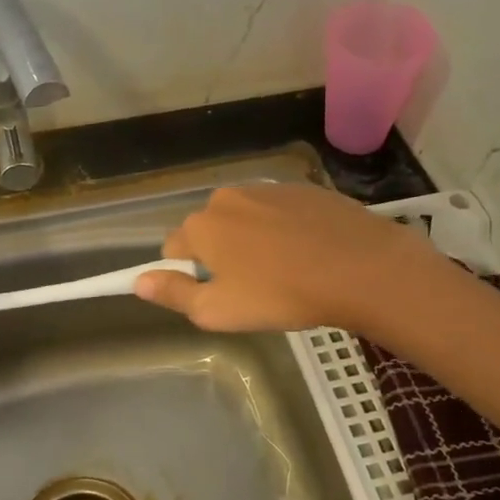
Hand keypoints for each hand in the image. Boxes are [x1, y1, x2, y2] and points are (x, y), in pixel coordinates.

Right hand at [134, 184, 436, 333]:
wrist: (361, 267)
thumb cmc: (282, 294)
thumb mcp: (218, 310)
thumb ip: (173, 294)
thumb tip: (139, 281)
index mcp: (202, 225)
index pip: (174, 248)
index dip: (189, 274)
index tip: (217, 294)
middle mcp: (227, 197)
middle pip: (210, 229)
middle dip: (221, 255)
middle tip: (253, 287)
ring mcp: (268, 189)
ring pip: (245, 219)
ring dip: (252, 241)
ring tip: (285, 271)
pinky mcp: (303, 189)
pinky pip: (278, 212)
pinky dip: (284, 230)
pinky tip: (308, 253)